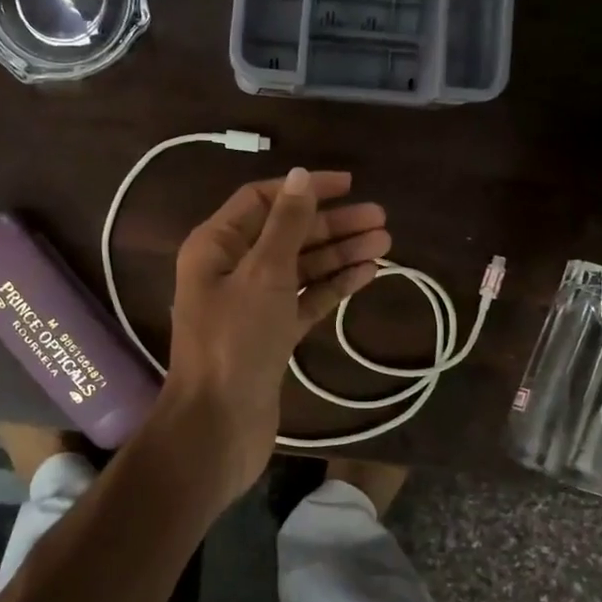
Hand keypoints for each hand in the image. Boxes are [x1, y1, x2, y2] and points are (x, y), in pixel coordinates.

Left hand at [159, 167, 388, 502]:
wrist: (219, 426)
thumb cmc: (235, 341)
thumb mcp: (264, 274)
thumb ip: (286, 224)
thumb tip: (301, 175)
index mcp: (216, 246)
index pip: (261, 200)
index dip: (304, 189)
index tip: (349, 185)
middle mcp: (232, 269)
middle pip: (287, 233)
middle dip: (332, 225)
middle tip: (381, 220)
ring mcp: (253, 303)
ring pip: (301, 267)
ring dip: (340, 254)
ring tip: (386, 243)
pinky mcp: (272, 334)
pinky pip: (306, 299)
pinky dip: (333, 286)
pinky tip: (367, 275)